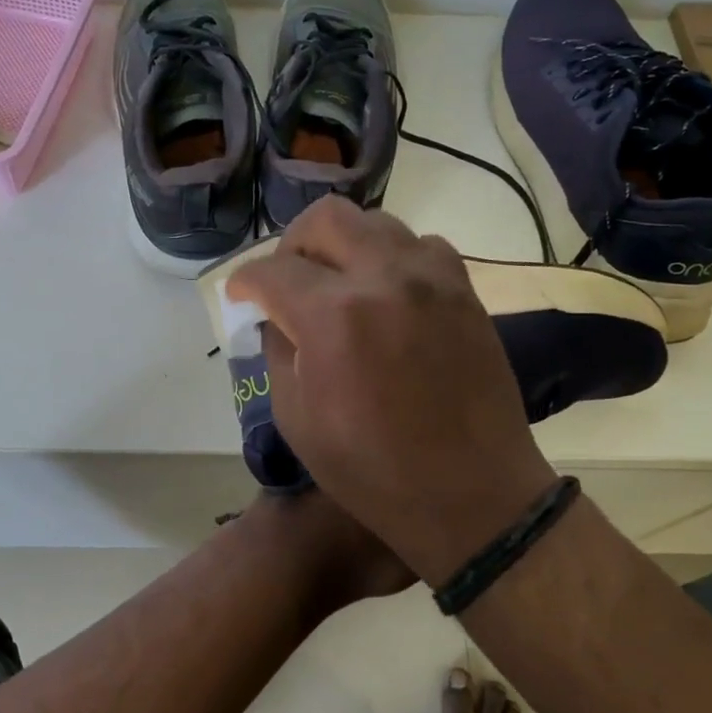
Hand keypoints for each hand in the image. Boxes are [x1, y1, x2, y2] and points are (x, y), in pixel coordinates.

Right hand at [227, 198, 557, 585]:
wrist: (471, 494)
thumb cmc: (372, 470)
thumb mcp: (296, 418)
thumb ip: (278, 350)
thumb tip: (275, 315)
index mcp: (333, 317)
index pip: (272, 271)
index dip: (244, 282)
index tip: (240, 297)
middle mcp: (384, 278)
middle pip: (326, 218)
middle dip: (292, 244)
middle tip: (286, 279)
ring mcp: (432, 279)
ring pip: (376, 222)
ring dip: (344, 245)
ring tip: (337, 284)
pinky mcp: (464, 291)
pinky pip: (420, 246)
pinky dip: (392, 258)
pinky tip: (386, 294)